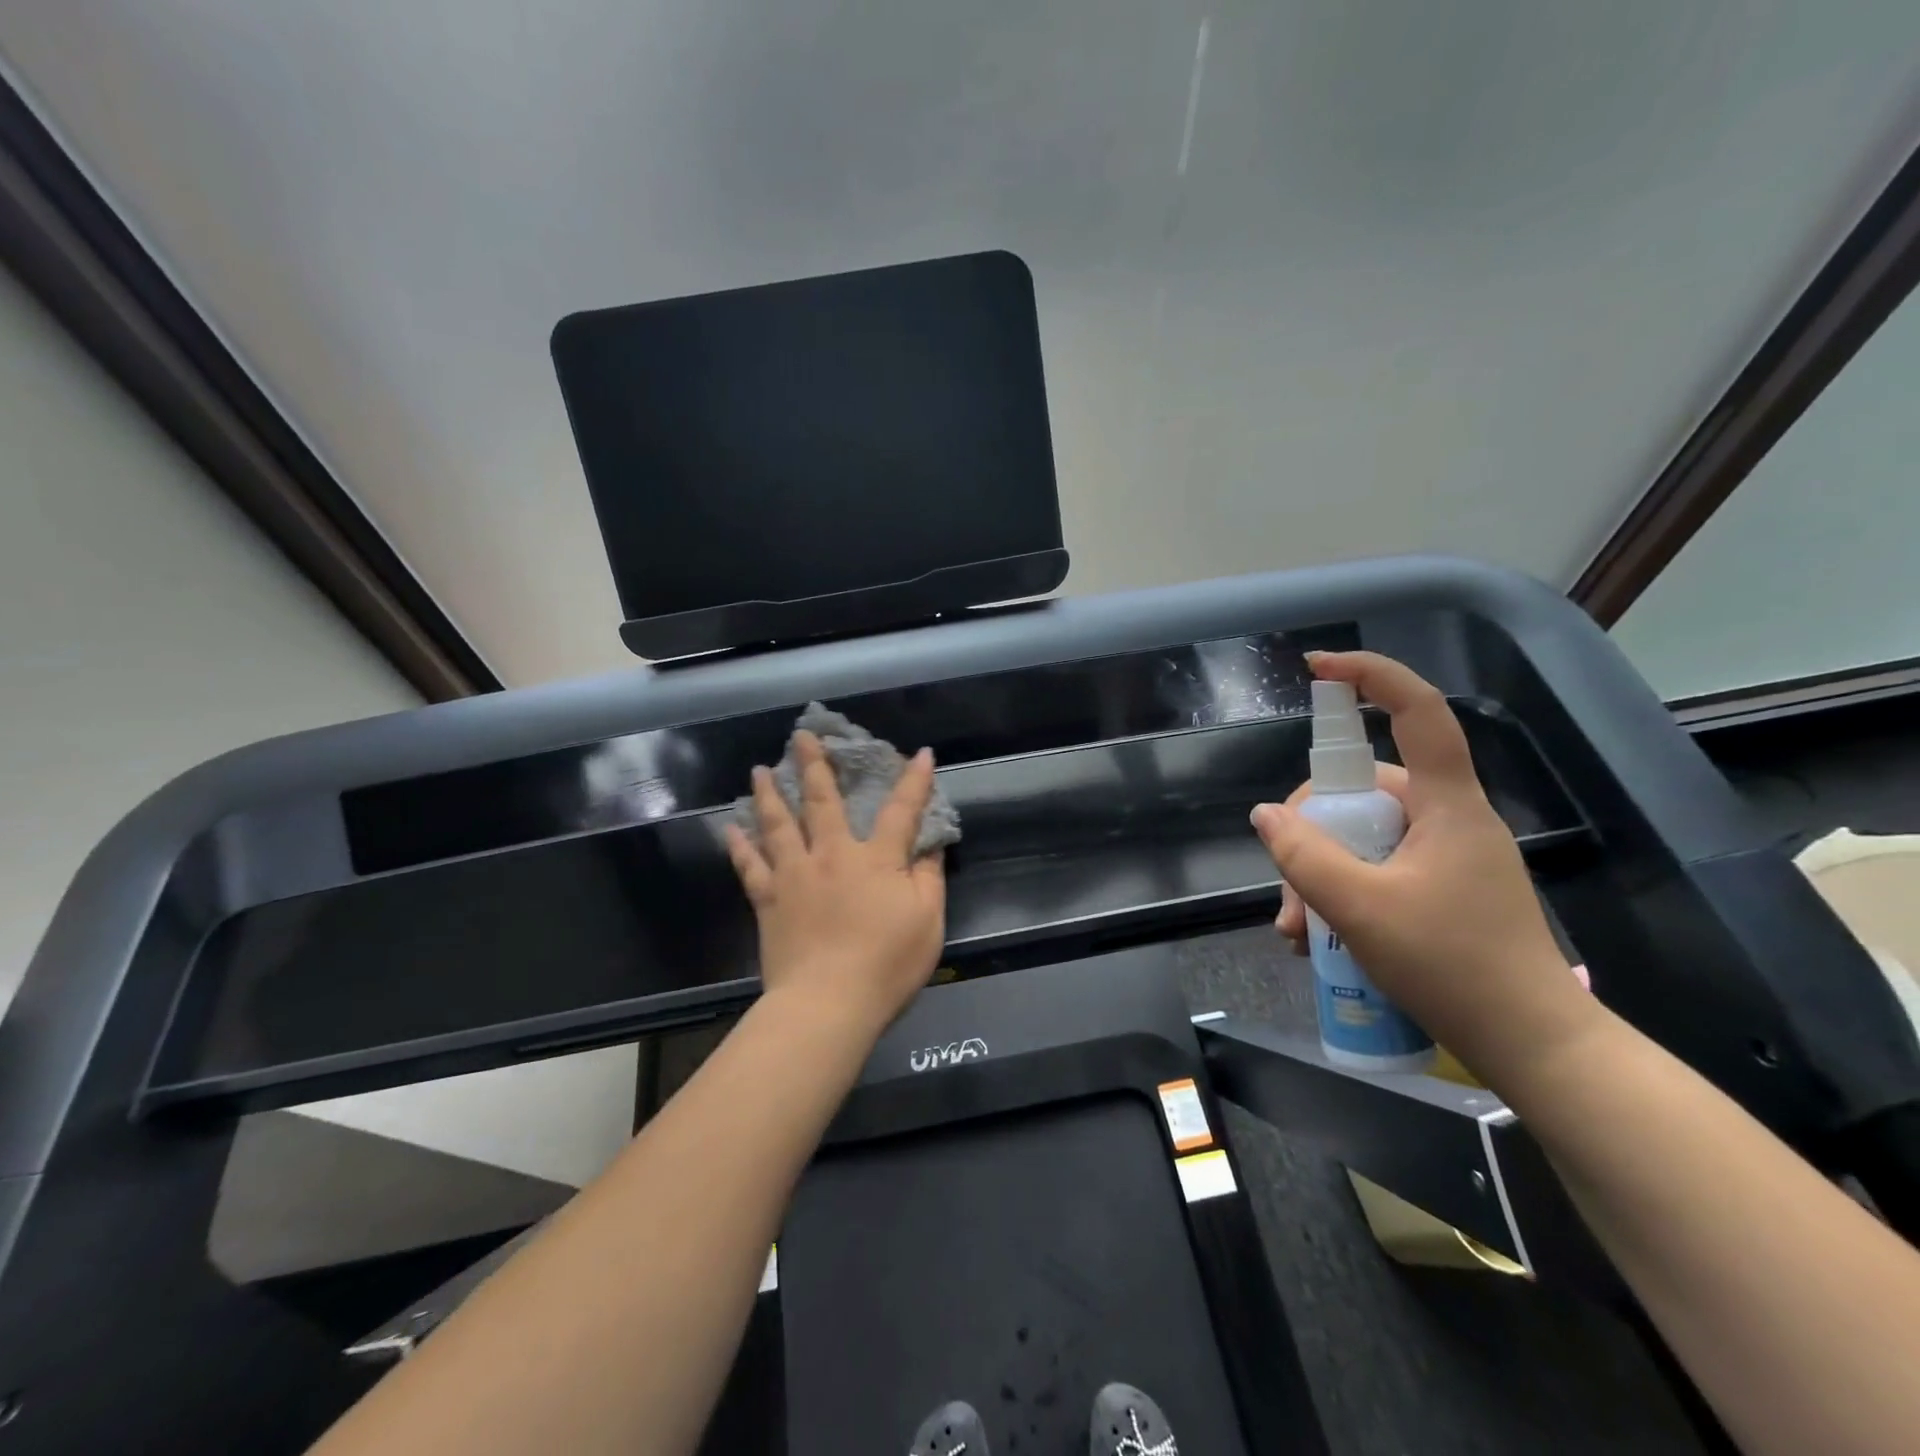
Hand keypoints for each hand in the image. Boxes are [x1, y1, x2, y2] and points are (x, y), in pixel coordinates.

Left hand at [724, 732, 946, 1037]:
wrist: (828, 1004)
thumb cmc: (887, 964)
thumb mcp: (928, 921)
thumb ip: (929, 877)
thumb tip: (931, 843)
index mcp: (876, 860)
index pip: (901, 811)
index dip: (914, 781)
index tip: (919, 753)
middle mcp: (832, 856)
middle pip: (823, 802)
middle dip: (815, 766)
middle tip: (802, 736)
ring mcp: (795, 876)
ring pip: (778, 825)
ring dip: (770, 794)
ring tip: (760, 770)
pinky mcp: (769, 901)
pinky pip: (751, 867)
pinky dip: (740, 846)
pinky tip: (731, 828)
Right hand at [1250, 652, 1598, 1085]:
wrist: (1535, 1048)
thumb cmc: (1455, 968)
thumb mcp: (1361, 910)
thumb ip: (1305, 856)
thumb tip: (1267, 815)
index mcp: (1447, 805)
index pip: (1419, 712)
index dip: (1371, 676)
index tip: (1318, 668)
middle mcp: (1449, 818)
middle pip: (1362, 793)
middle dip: (1311, 836)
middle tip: (1288, 896)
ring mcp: (1447, 856)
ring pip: (1362, 838)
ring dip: (1319, 876)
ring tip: (1299, 933)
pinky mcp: (1442, 888)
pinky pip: (1377, 868)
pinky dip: (1342, 892)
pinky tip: (1320, 939)